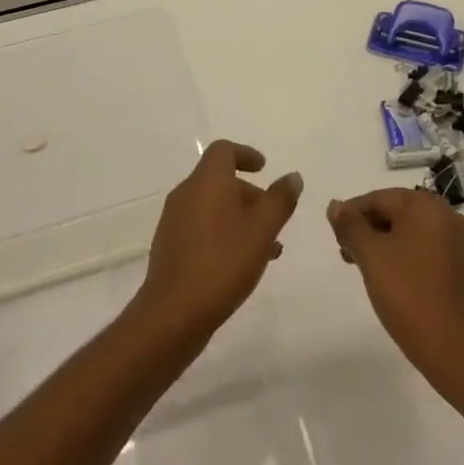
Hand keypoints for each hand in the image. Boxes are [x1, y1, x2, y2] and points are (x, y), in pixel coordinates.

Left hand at [134, 140, 302, 338]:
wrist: (173, 314)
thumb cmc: (223, 262)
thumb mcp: (263, 229)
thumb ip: (280, 199)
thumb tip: (292, 177)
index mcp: (206, 182)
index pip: (223, 150)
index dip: (245, 154)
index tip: (264, 168)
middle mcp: (186, 194)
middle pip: (220, 180)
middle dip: (250, 194)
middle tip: (273, 216)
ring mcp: (174, 222)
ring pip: (213, 207)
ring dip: (240, 218)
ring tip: (267, 247)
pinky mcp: (170, 248)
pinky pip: (203, 228)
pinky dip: (224, 234)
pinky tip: (242, 263)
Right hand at [328, 188, 463, 385]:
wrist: (454, 347)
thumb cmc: (408, 294)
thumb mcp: (371, 256)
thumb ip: (350, 226)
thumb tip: (335, 205)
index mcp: (425, 205)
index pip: (378, 198)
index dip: (351, 214)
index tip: (334, 236)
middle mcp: (444, 214)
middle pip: (395, 210)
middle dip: (367, 228)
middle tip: (345, 253)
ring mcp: (455, 239)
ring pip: (408, 229)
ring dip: (382, 241)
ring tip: (361, 265)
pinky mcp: (458, 262)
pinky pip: (423, 245)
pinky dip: (401, 252)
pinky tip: (387, 274)